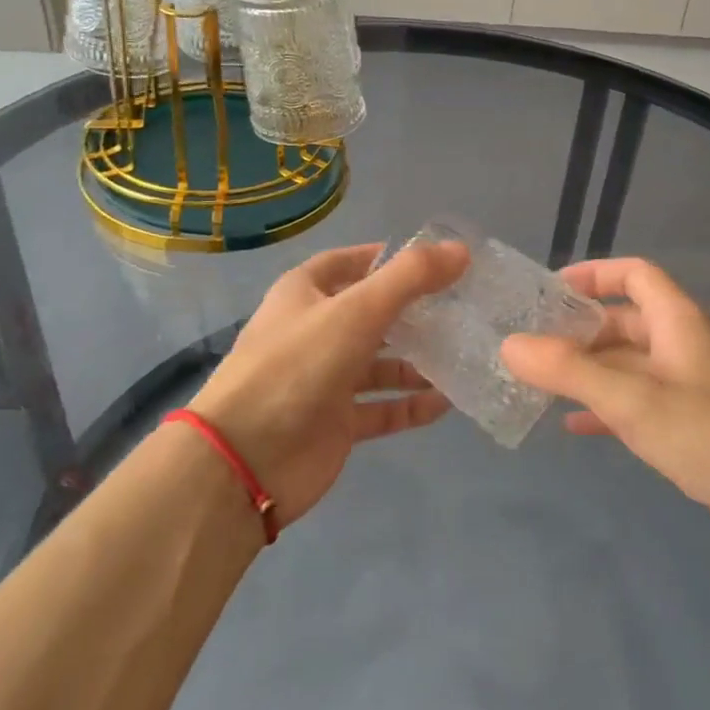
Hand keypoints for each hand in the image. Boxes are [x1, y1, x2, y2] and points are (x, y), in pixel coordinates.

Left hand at [184, 241, 467, 525]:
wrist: (246, 459)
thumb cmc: (298, 366)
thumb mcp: (357, 310)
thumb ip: (411, 278)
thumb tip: (461, 250)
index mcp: (305, 293)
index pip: (351, 262)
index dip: (390, 258)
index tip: (438, 261)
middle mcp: (315, 331)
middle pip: (372, 313)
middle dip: (414, 311)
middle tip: (462, 309)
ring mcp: (325, 379)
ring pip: (380, 363)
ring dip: (418, 361)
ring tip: (463, 355)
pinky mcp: (337, 422)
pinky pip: (382, 408)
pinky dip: (411, 404)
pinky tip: (447, 402)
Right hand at [501, 258, 709, 566]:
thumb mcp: (631, 399)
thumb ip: (568, 371)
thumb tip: (510, 345)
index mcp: (679, 322)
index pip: (635, 274)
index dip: (594, 274)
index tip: (550, 290)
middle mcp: (685, 345)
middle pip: (626, 321)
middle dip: (580, 331)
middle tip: (533, 346)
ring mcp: (691, 387)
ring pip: (630, 365)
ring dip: (589, 371)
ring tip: (542, 384)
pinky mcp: (693, 426)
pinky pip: (640, 403)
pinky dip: (607, 406)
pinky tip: (576, 425)